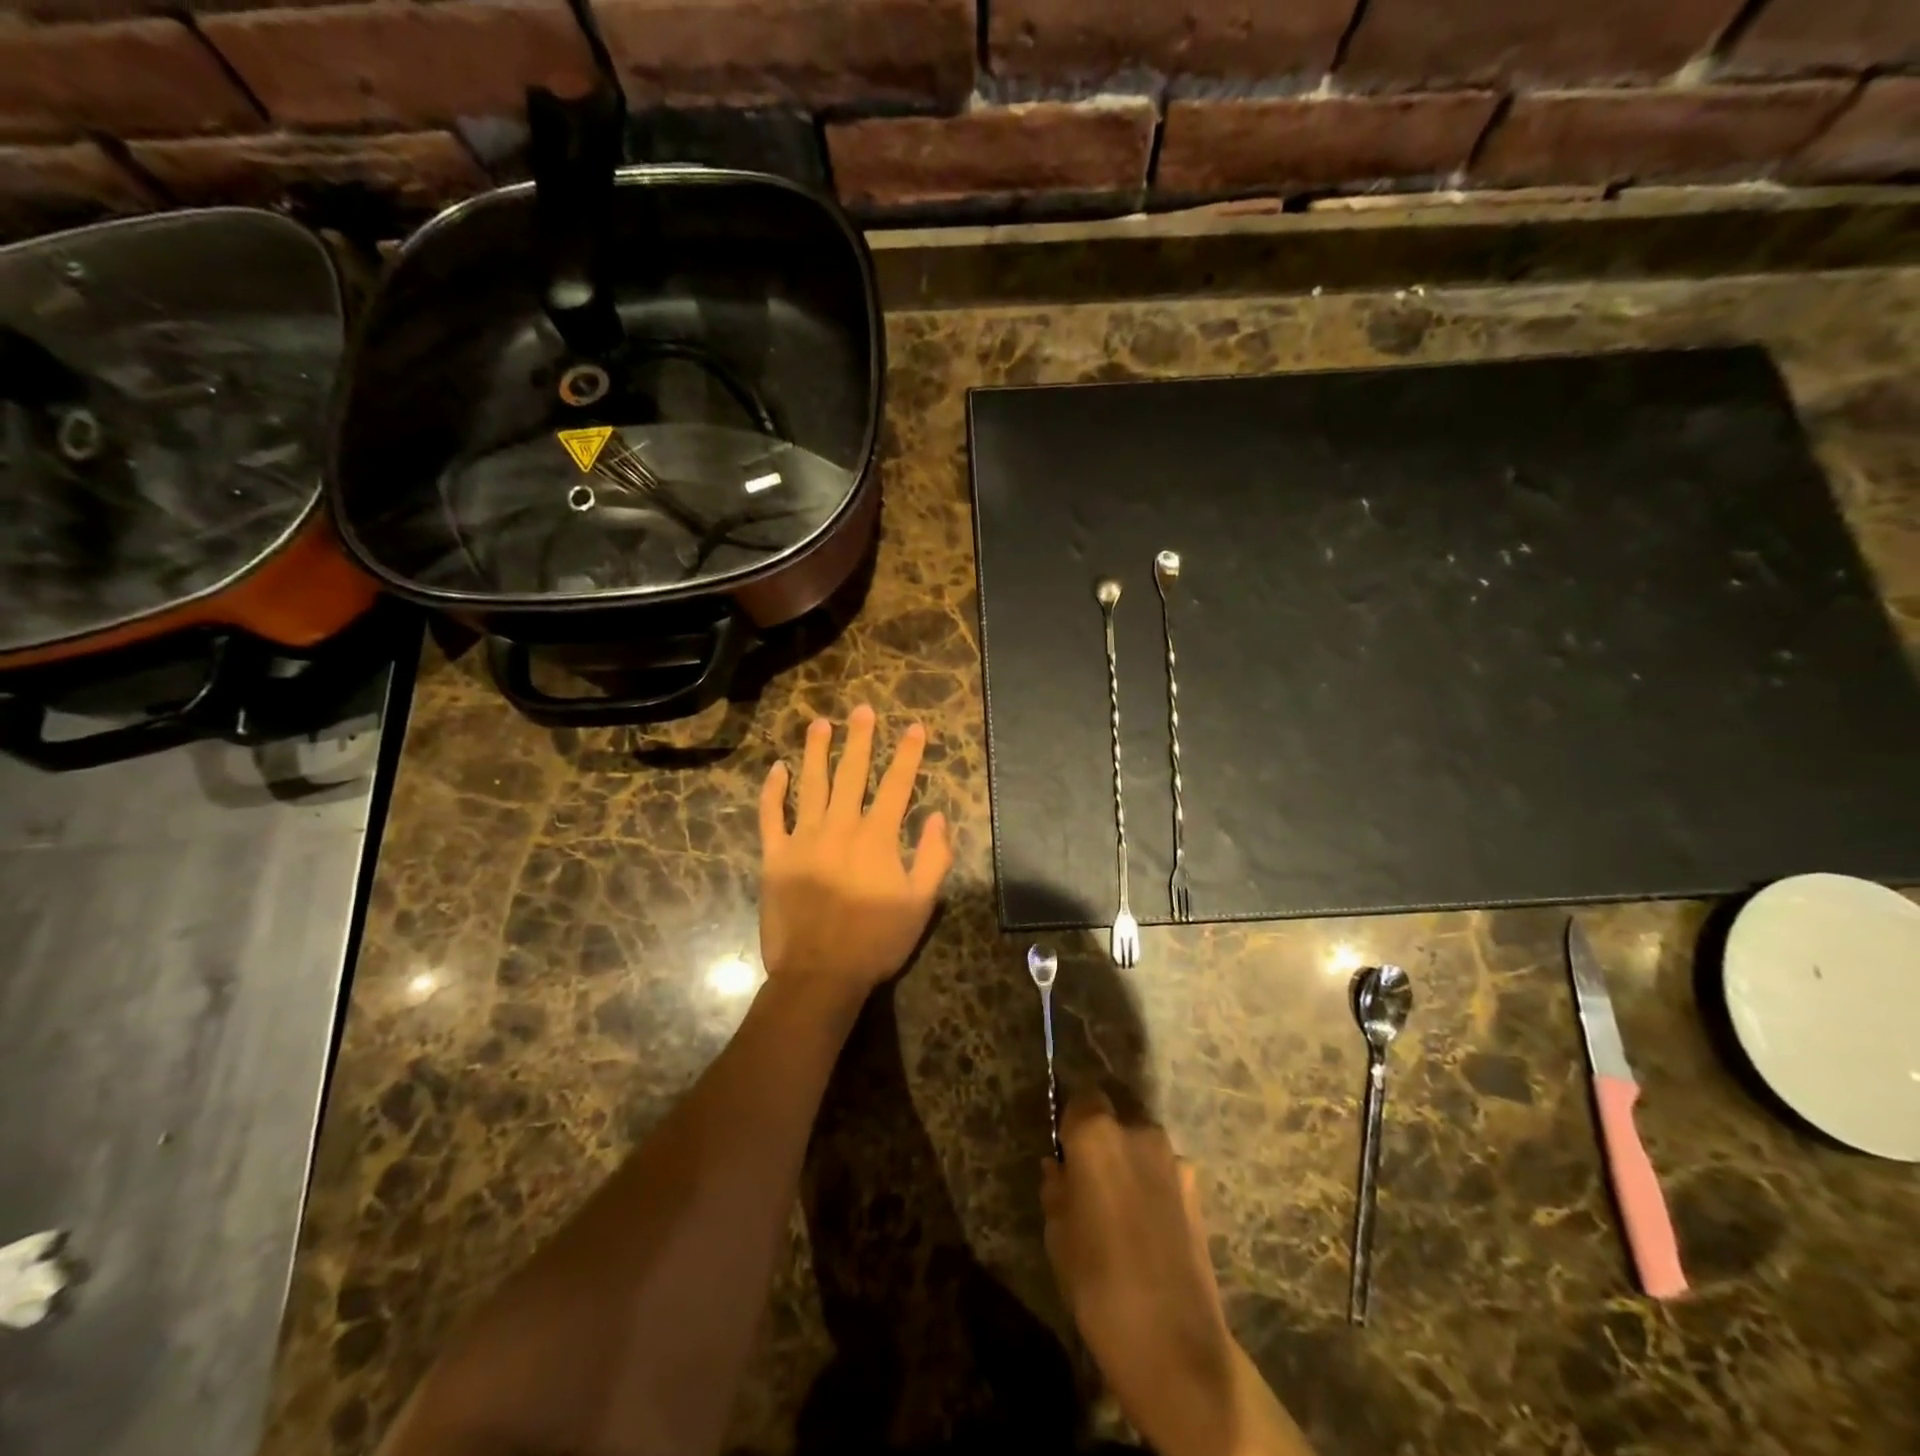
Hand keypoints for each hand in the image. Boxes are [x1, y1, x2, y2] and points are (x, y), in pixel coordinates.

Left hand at [757, 706, 952, 997]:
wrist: (819, 974)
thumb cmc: (876, 941)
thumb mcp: (921, 904)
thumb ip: (934, 857)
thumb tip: (939, 816)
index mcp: (877, 837)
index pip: (897, 785)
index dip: (908, 754)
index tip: (915, 727)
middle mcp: (840, 826)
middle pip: (852, 773)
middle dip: (860, 739)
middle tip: (862, 710)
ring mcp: (803, 839)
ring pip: (810, 784)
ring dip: (816, 751)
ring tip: (820, 723)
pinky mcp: (775, 856)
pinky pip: (771, 815)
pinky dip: (773, 790)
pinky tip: (778, 768)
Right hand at [1042, 1092, 1237, 1454]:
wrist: (1174, 1343)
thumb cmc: (1098, 1282)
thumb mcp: (1058, 1234)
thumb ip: (1057, 1188)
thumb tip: (1059, 1168)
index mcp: (1096, 1133)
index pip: (1081, 1098)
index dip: (1071, 1122)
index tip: (1065, 1151)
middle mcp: (1138, 1132)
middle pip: (1116, 1119)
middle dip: (1103, 1141)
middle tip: (1090, 1182)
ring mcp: (1174, 1160)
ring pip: (1142, 1147)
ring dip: (1130, 1164)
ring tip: (1121, 1211)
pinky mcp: (1198, 1191)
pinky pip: (1165, 1174)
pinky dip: (1153, 1188)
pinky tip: (1148, 1228)